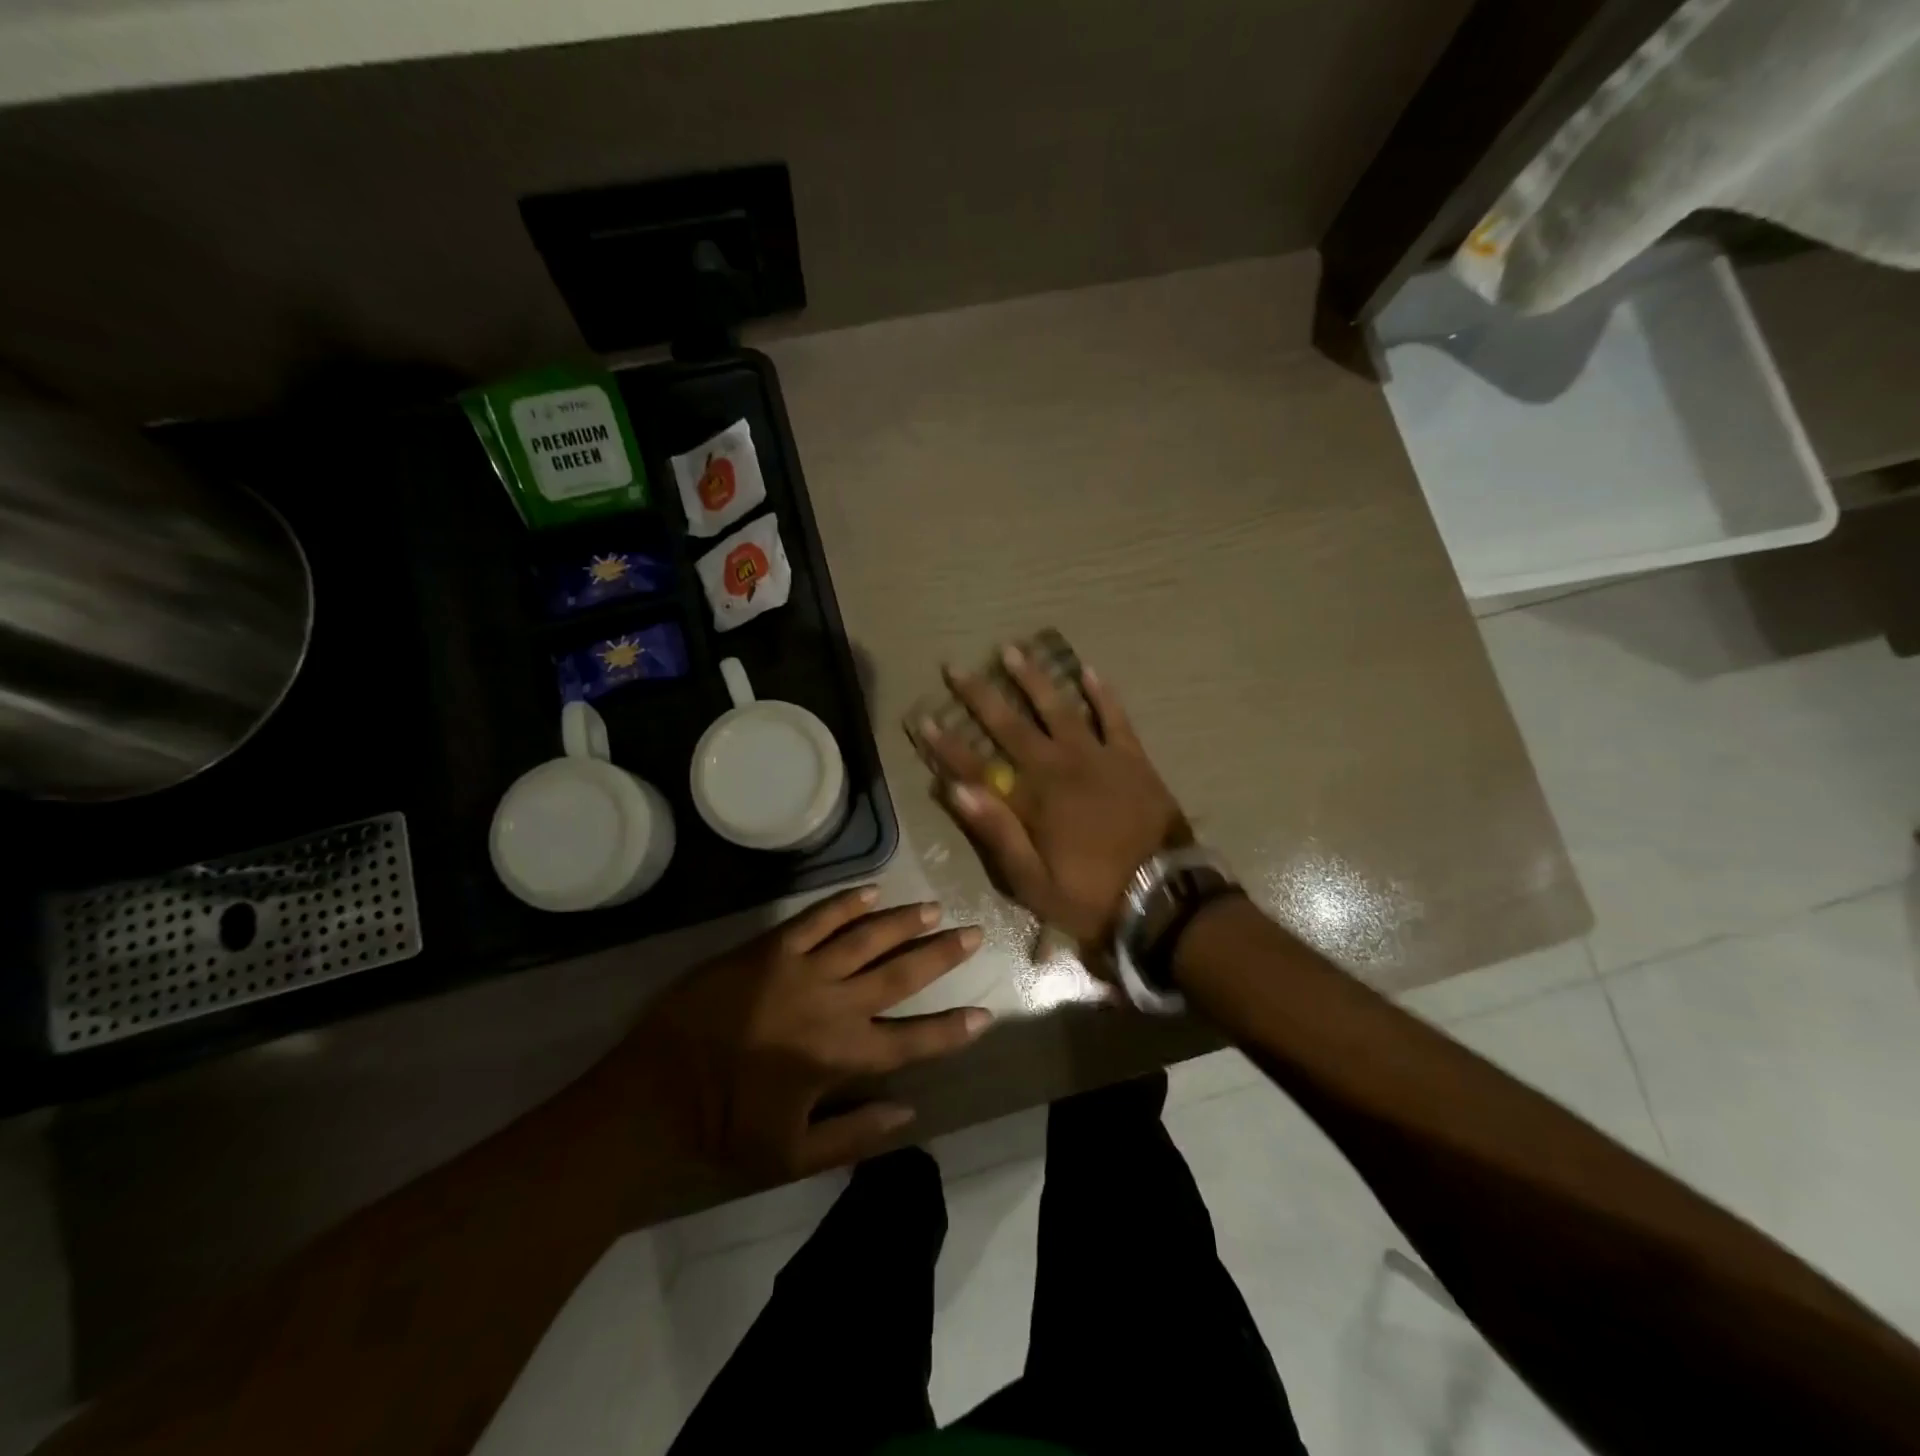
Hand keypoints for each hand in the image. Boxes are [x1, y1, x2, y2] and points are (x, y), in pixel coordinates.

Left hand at [616, 887, 990, 1179]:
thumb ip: (855, 1134)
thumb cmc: (724, 1129)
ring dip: (903, 922)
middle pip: (900, 975)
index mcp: (841, 1057)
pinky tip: (871, 891)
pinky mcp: (768, 949)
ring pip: (865, 938)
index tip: (983, 1015)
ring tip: (933, 909)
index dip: (951, 1030)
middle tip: (973, 933)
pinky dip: (846, 903)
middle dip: (941, 955)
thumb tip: (910, 1113)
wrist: (654, 1093)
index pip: (913, 1040)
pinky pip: (816, 918)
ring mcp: (800, 971)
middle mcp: (832, 1006)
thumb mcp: (793, 1155)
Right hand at [914, 647, 1186, 946]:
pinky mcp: (1131, 757)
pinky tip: (1088, 670)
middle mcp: (1059, 767)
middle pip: (1011, 726)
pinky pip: (1114, 717)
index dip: (946, 744)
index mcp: (1032, 800)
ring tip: (1012, 650)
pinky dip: (1101, 693)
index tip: (922, 718)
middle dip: (979, 697)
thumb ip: (996, 833)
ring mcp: (1097, 757)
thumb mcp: (1033, 882)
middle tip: (955, 668)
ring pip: (1058, 708)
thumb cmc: (1091, 896)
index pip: (977, 766)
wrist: (1163, 896)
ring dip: (1033, 679)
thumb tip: (956, 790)